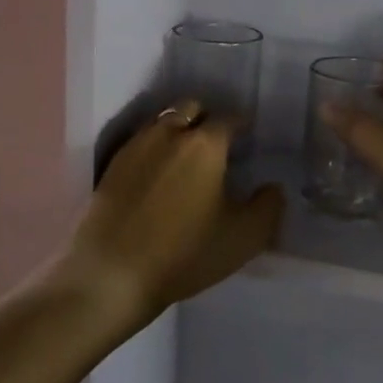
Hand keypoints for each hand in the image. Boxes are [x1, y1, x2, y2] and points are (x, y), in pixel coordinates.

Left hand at [64, 101, 284, 327]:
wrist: (110, 274)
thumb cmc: (185, 252)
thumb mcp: (244, 237)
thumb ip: (268, 206)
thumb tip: (271, 187)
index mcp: (205, 144)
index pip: (230, 118)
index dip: (243, 124)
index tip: (250, 136)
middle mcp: (168, 133)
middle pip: (191, 107)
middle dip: (207, 117)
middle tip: (218, 143)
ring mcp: (135, 147)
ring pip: (162, 121)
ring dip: (178, 129)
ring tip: (187, 156)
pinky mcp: (111, 167)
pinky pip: (140, 142)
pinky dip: (154, 148)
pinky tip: (158, 173)